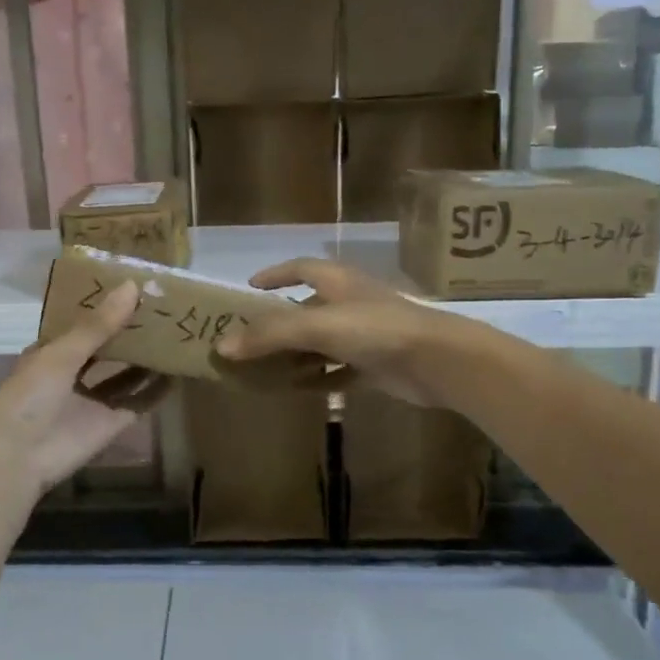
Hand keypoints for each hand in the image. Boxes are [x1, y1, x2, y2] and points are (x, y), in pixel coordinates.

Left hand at [0, 281, 168, 501]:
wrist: (19, 455)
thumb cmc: (31, 394)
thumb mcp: (62, 353)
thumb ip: (98, 324)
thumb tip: (132, 286)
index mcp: (54, 351)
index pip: (84, 323)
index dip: (107, 307)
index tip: (137, 287)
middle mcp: (74, 373)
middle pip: (108, 348)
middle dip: (132, 332)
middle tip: (165, 308)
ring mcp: (93, 400)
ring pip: (126, 374)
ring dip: (147, 359)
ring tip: (177, 335)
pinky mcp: (110, 423)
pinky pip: (139, 403)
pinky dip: (156, 392)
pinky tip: (179, 374)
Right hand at [215, 259, 456, 406]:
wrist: (438, 360)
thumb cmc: (376, 329)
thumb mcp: (317, 326)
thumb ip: (270, 335)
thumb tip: (222, 346)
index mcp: (338, 282)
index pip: (301, 268)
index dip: (276, 274)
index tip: (251, 286)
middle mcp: (351, 303)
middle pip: (308, 307)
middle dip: (281, 321)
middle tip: (251, 337)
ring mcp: (366, 334)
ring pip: (323, 341)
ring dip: (299, 353)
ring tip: (268, 368)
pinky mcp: (377, 364)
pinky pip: (341, 370)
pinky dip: (322, 378)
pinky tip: (303, 390)